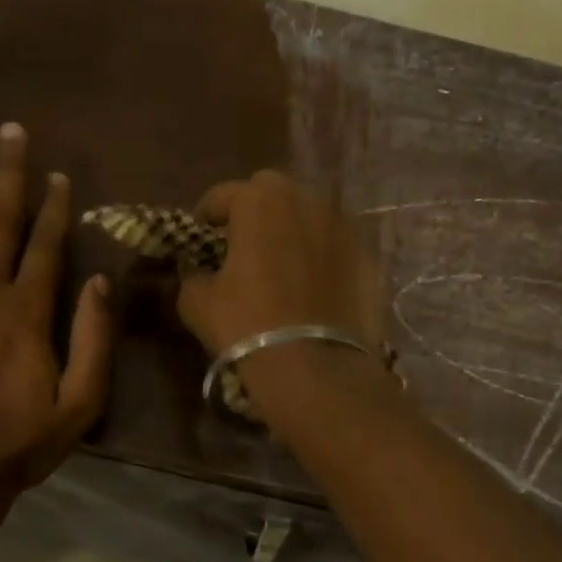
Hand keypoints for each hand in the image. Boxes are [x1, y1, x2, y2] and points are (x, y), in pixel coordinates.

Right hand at [176, 170, 384, 359]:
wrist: (315, 368)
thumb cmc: (247, 325)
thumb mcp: (197, 302)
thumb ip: (192, 275)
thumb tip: (197, 271)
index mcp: (259, 200)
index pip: (221, 196)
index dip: (205, 217)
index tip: (199, 241)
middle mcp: (306, 200)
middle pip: (272, 193)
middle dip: (254, 213)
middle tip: (242, 247)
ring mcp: (344, 226)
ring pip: (309, 216)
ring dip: (292, 231)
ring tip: (281, 266)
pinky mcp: (368, 256)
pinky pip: (335, 247)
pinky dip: (321, 258)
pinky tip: (313, 288)